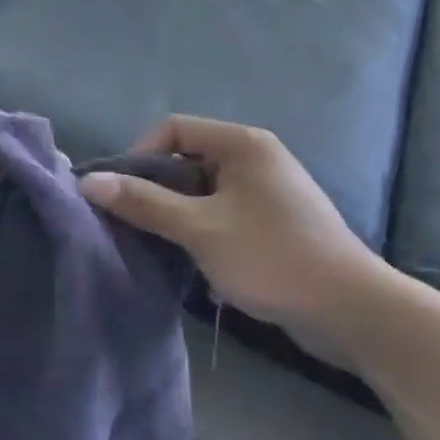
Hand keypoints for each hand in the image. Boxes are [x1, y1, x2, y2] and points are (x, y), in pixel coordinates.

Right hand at [78, 115, 380, 333]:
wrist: (351, 310)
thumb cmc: (272, 257)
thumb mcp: (200, 229)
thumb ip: (144, 203)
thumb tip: (89, 181)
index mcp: (242, 143)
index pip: (173, 129)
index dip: (140, 156)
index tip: (122, 196)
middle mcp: (256, 157)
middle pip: (187, 159)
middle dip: (157, 189)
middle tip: (135, 224)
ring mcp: (268, 190)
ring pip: (204, 190)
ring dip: (178, 214)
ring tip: (160, 246)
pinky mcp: (274, 222)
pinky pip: (224, 212)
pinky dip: (202, 229)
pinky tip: (194, 261)